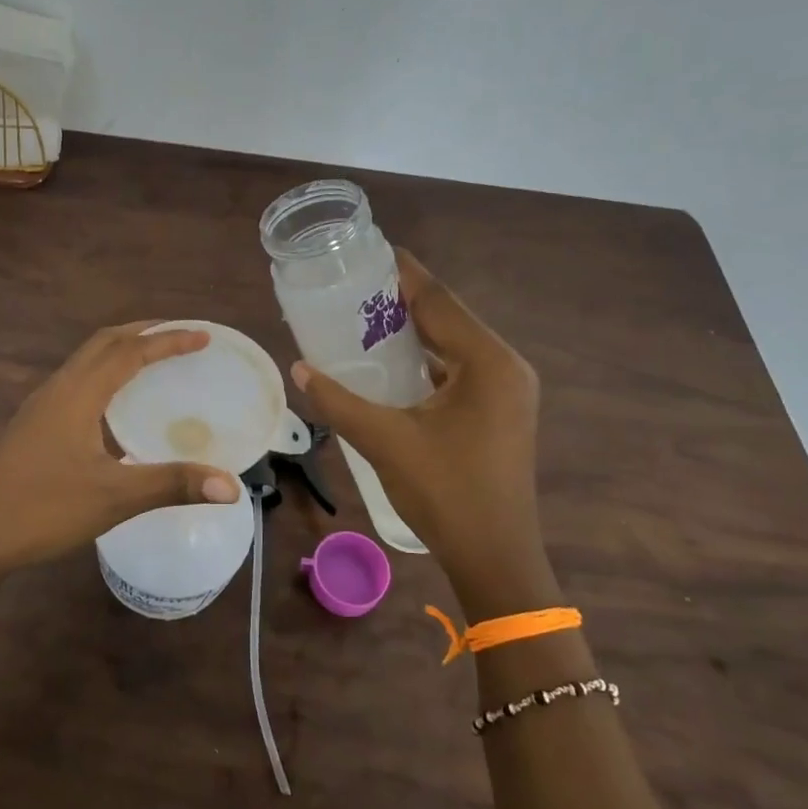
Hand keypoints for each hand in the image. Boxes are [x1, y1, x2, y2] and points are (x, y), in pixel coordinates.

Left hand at [0, 323, 243, 580]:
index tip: (202, 336)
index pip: (130, 352)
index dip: (168, 340)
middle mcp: (58, 389)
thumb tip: (232, 485)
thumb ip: (173, 485)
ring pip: (85, 361)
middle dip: (143, 332)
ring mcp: (40, 407)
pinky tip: (113, 406)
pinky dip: (104, 374)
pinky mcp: (32, 426)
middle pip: (103, 343)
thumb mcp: (113, 498)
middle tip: (180, 337)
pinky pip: (76, 381)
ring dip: (121, 350)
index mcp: (78, 394)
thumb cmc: (42, 510)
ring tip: (152, 359)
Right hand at [291, 251, 549, 609]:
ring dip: (414, 330)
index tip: (371, 250)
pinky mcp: (500, 412)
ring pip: (454, 345)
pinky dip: (426, 359)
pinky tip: (392, 362)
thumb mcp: (386, 441)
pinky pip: (459, 369)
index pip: (440, 301)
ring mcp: (507, 392)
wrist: (495, 558)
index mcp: (488, 363)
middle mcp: (505, 367)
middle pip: (449, 318)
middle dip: (403, 300)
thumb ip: (339, 402)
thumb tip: (300, 369)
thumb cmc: (446, 493)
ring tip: (365, 317)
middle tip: (355, 286)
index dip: (404, 274)